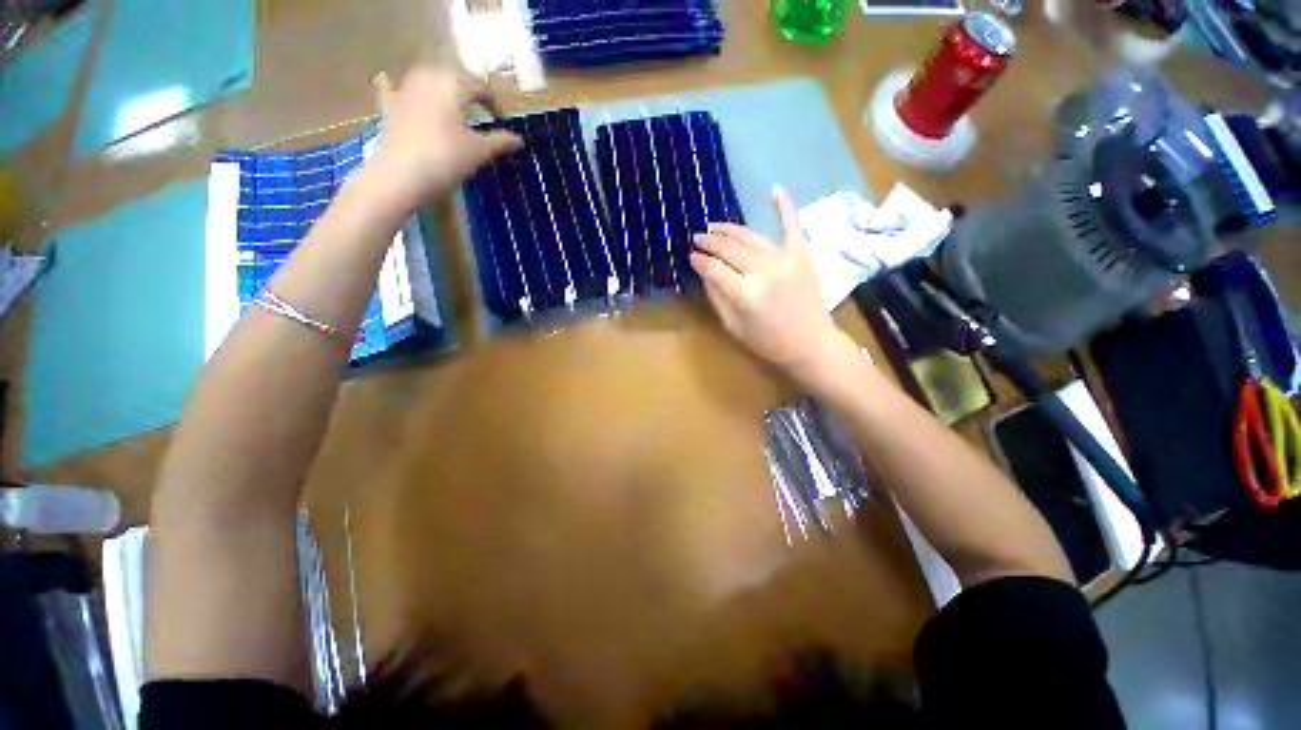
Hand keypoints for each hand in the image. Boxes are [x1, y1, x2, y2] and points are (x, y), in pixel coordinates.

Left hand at [366, 67, 520, 209]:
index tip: (501, 122)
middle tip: (480, 112)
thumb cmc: (447, 159)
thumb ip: (501, 141)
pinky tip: (388, 80)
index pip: (479, 86)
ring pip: (425, 79)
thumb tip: (520, 140)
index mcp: (453, 84)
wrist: (401, 176)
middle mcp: (427, 78)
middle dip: (467, 92)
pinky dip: (394, 86)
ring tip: (451, 104)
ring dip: (440, 88)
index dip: (493, 104)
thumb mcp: (480, 152)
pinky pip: (391, 90)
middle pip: (452, 77)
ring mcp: (404, 90)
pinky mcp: (389, 108)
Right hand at [691, 186, 853, 383]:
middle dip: (710, 242)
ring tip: (715, 227)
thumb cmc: (768, 342)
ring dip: (730, 230)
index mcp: (744, 293)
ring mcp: (783, 260)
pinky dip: (784, 207)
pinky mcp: (801, 255)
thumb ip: (717, 298)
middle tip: (698, 238)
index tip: (691, 256)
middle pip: (730, 249)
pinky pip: (791, 226)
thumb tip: (706, 273)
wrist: (810, 343)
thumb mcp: (734, 326)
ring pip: (750, 237)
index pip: (714, 269)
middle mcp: (762, 271)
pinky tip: (775, 190)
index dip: (700, 261)